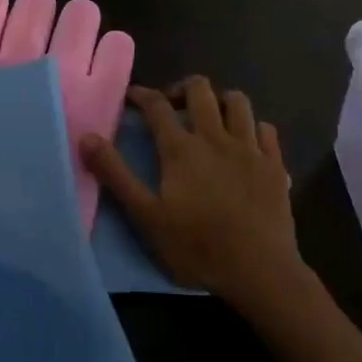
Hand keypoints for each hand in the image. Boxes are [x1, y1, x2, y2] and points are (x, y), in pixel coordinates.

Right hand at [79, 77, 303, 314]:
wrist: (260, 273)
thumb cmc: (197, 247)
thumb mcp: (146, 216)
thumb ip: (115, 174)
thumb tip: (86, 137)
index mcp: (181, 149)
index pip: (157, 105)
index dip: (141, 94)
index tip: (131, 96)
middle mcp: (216, 138)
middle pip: (200, 90)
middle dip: (181, 89)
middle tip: (171, 106)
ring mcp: (250, 149)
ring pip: (238, 102)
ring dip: (219, 100)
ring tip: (209, 117)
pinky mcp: (275, 165)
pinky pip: (266, 129)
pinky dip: (252, 127)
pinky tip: (245, 142)